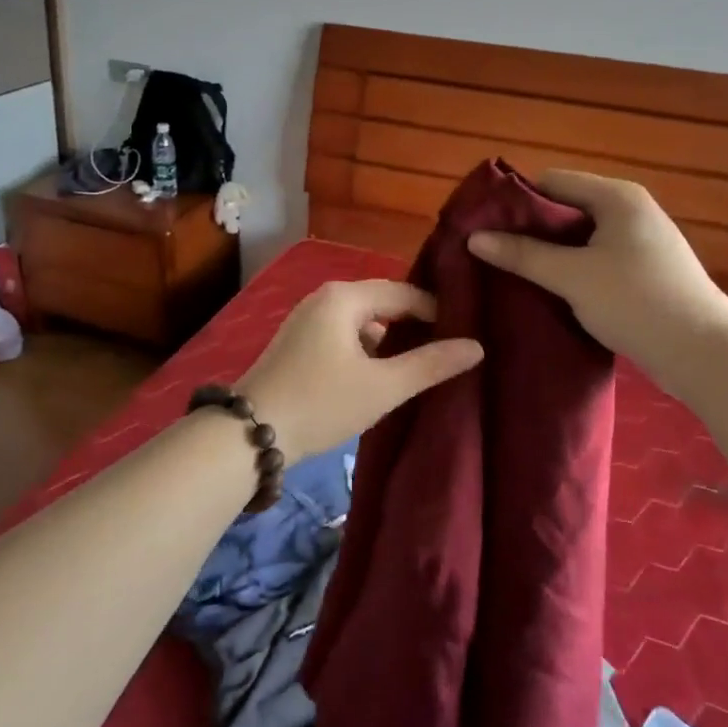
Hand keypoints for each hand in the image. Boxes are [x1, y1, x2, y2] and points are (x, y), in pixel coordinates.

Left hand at [235, 280, 483, 460]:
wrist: (250, 434)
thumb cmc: (321, 402)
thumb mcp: (383, 387)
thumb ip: (430, 364)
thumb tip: (476, 346)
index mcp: (344, 296)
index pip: (405, 292)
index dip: (437, 311)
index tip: (464, 335)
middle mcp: (324, 297)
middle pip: (383, 302)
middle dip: (414, 324)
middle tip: (448, 348)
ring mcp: (308, 318)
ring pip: (363, 320)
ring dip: (390, 339)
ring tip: (420, 364)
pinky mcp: (299, 341)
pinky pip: (345, 333)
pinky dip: (367, 348)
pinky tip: (380, 374)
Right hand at [466, 170, 727, 394]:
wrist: (705, 354)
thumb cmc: (636, 302)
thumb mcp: (572, 276)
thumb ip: (523, 254)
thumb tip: (474, 238)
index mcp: (617, 196)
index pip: (552, 181)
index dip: (516, 201)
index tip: (486, 227)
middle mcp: (631, 209)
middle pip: (566, 208)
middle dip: (530, 229)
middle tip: (495, 253)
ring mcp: (642, 241)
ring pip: (581, 237)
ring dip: (550, 252)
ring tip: (515, 273)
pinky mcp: (646, 271)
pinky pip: (597, 258)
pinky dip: (572, 269)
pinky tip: (551, 291)